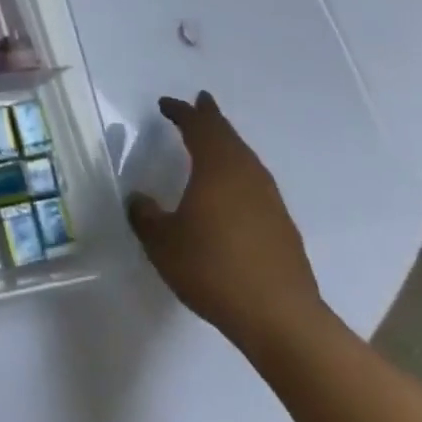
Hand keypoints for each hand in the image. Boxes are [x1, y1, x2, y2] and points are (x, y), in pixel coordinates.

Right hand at [128, 91, 323, 350]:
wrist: (281, 318)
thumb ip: (145, 216)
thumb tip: (139, 199)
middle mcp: (246, 175)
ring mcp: (269, 200)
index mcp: (216, 168)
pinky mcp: (282, 225)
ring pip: (245, 158)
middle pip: (228, 136)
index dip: (181, 112)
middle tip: (200, 102)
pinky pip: (255, 182)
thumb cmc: (213, 269)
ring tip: (215, 141)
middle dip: (211, 118)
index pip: (198, 128)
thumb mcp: (162, 243)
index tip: (165, 104)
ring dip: (228, 144)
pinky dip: (240, 171)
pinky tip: (233, 189)